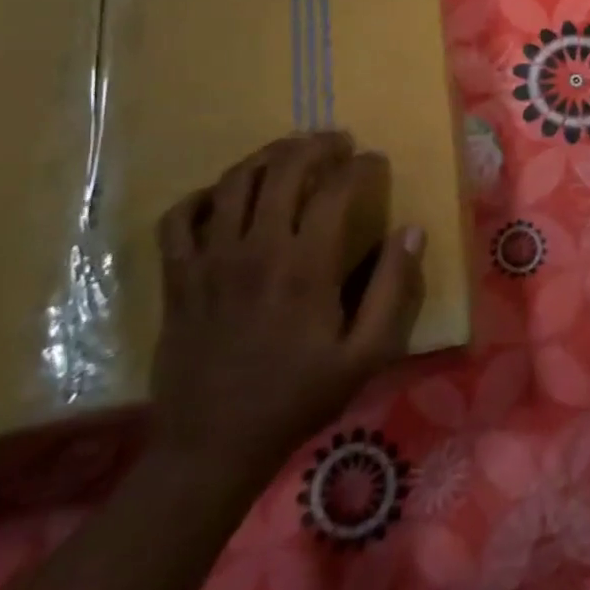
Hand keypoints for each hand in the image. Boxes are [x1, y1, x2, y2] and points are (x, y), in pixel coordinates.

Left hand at [148, 133, 424, 490]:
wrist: (212, 447)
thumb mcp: (365, 355)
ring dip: (266, 156)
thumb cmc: (297, 398)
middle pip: (283, 168)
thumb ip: (393, 290)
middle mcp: (255, 249)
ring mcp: (209, 260)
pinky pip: (179, 217)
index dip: (360, 166)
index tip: (374, 162)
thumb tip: (412, 232)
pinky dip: (202, 195)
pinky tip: (223, 196)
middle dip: (315, 145)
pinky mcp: (178, 277)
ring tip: (289, 153)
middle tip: (336, 142)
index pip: (335, 189)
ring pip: (234, 181)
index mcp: (306, 266)